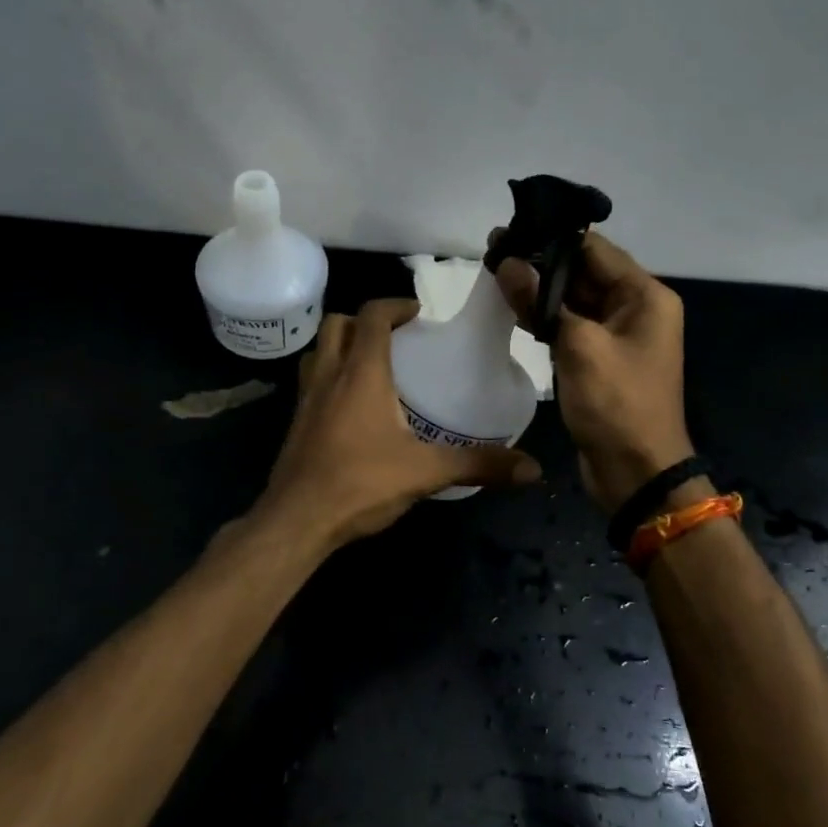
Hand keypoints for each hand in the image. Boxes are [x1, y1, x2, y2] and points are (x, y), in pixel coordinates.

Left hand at [251, 298, 540, 551]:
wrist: (295, 522)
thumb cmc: (360, 484)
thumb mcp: (426, 472)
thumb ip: (478, 464)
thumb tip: (532, 469)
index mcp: (361, 373)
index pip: (372, 316)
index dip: (395, 305)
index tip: (418, 313)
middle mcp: (329, 376)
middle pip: (337, 324)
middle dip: (365, 320)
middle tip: (396, 337)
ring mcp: (306, 399)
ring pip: (318, 350)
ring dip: (342, 345)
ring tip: (373, 365)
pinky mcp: (296, 423)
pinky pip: (312, 381)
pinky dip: (331, 376)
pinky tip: (352, 407)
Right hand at [493, 231, 692, 513]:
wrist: (636, 473)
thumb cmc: (617, 404)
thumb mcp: (579, 347)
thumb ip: (542, 300)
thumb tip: (507, 261)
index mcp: (645, 296)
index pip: (595, 249)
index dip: (553, 236)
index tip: (512, 227)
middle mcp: (635, 308)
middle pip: (583, 272)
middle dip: (541, 261)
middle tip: (494, 247)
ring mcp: (616, 335)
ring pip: (573, 299)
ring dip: (539, 288)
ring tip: (495, 269)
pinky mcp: (598, 358)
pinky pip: (569, 326)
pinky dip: (544, 316)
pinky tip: (512, 305)